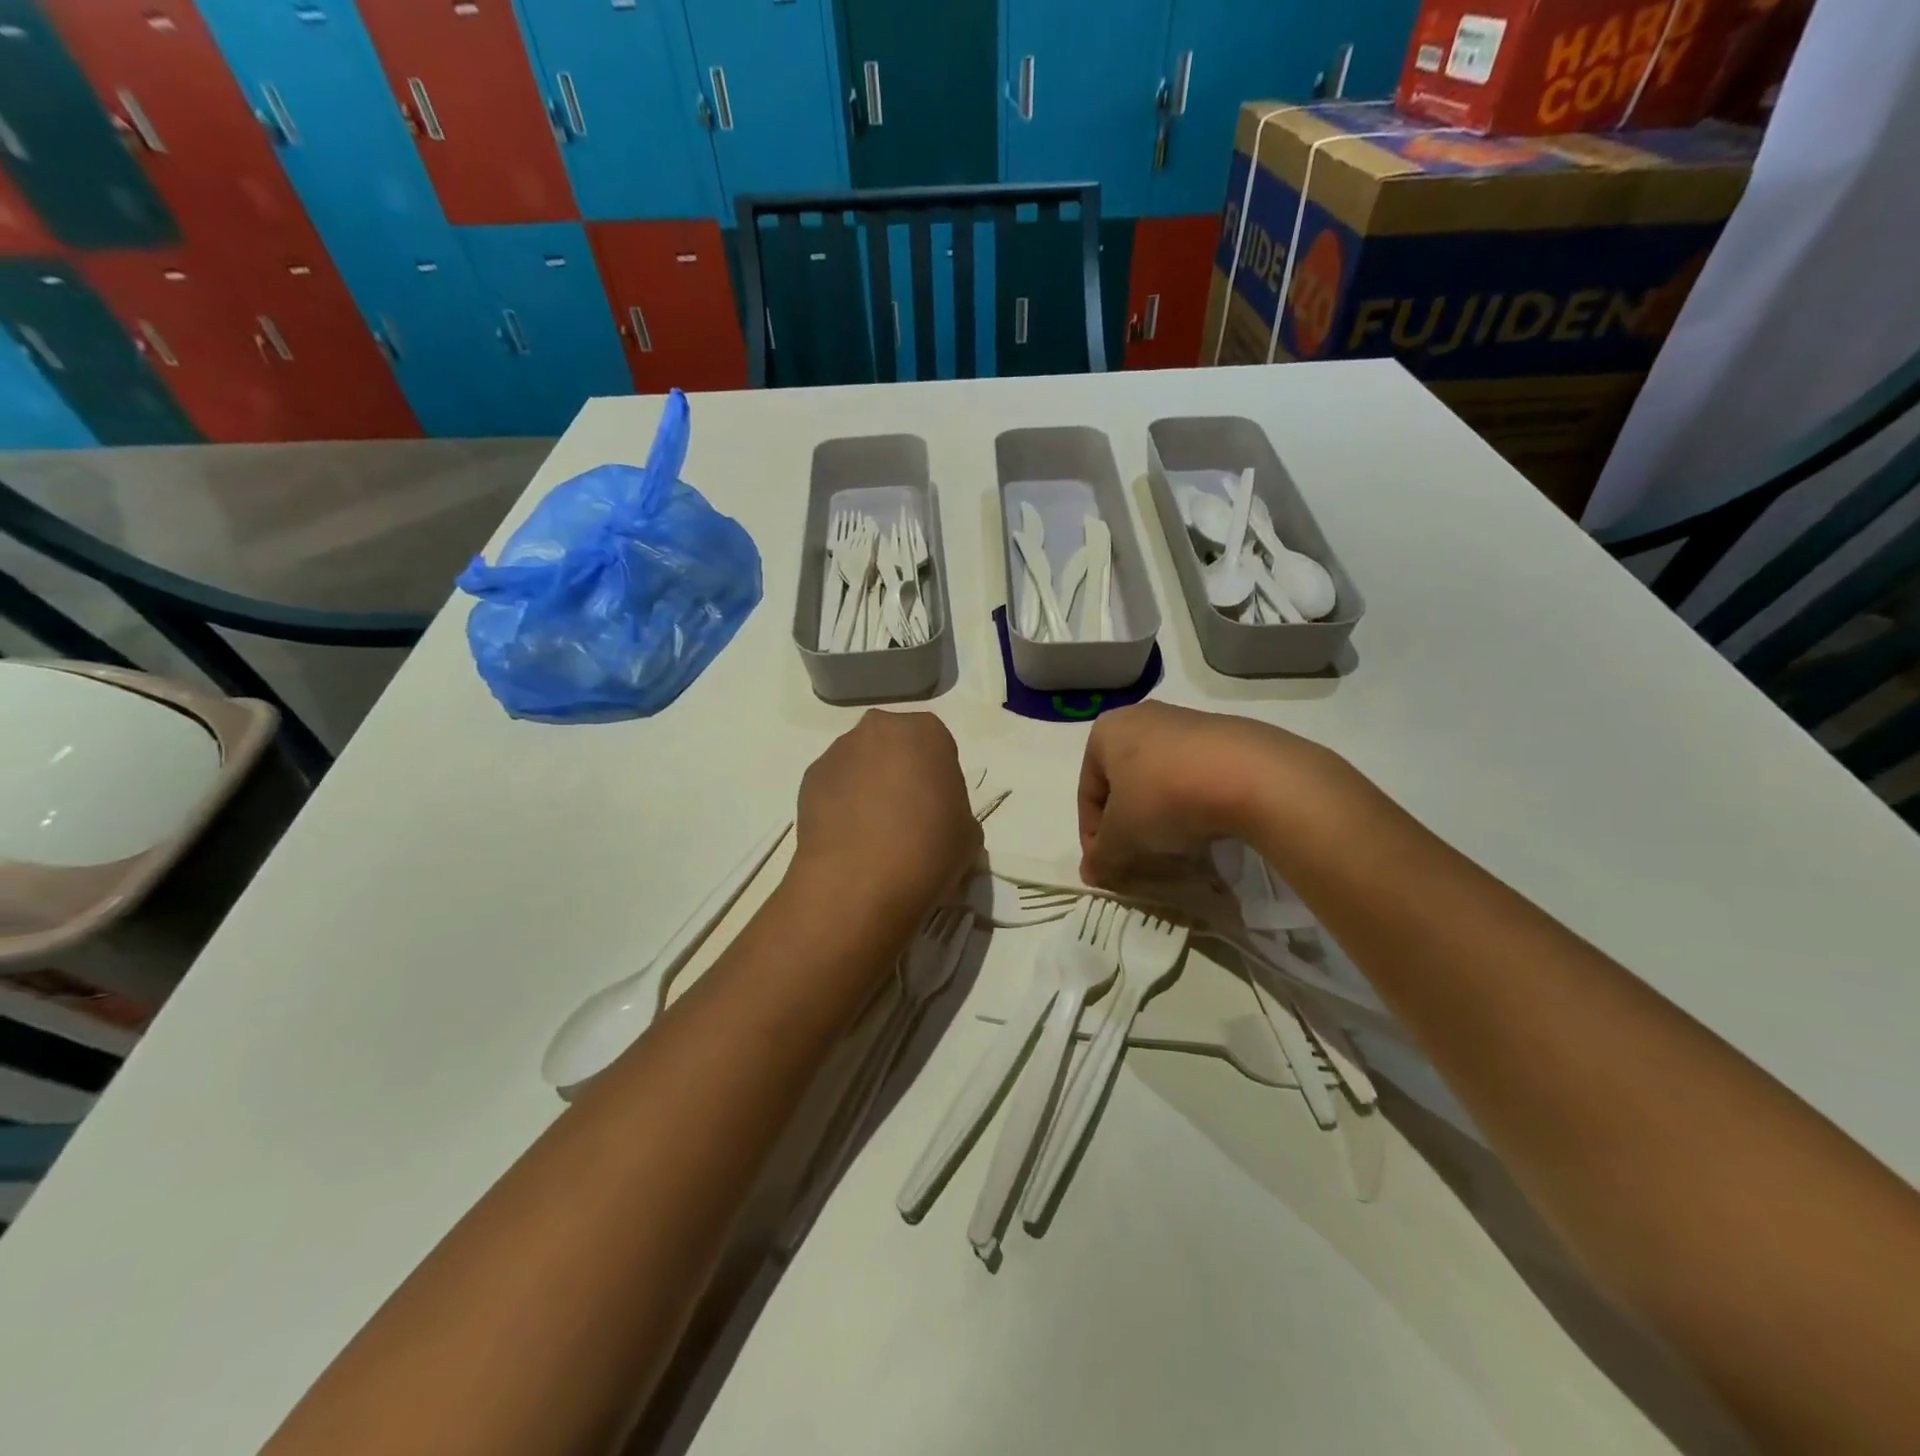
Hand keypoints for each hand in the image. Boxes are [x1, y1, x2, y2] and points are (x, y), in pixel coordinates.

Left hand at [792, 710, 980, 932]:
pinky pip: (836, 784)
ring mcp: (838, 751)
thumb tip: (935, 819)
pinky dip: (843, 803)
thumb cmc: (926, 850)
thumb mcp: (969, 834)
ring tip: (874, 832)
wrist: (856, 883)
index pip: (938, 746)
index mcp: (925, 732)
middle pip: (896, 746)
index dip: (940, 778)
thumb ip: (955, 810)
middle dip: (901, 772)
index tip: (939, 808)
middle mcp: (878, 730)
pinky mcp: (808, 778)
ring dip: (870, 785)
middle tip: (908, 816)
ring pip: (862, 763)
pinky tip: (849, 837)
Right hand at [1078, 703, 1317, 886]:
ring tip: (1176, 847)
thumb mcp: (1122, 836)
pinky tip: (1208, 828)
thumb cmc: (1165, 797)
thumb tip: (1092, 872)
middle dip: (1129, 823)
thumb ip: (1101, 857)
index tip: (1107, 865)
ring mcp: (1189, 722)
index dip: (1092, 834)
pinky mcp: (1229, 736)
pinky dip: (1195, 803)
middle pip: (1125, 783)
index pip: (1087, 791)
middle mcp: (1144, 717)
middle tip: (1138, 857)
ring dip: (1162, 814)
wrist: (1251, 775)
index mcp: (1108, 731)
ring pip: (1162, 779)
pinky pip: (1198, 776)